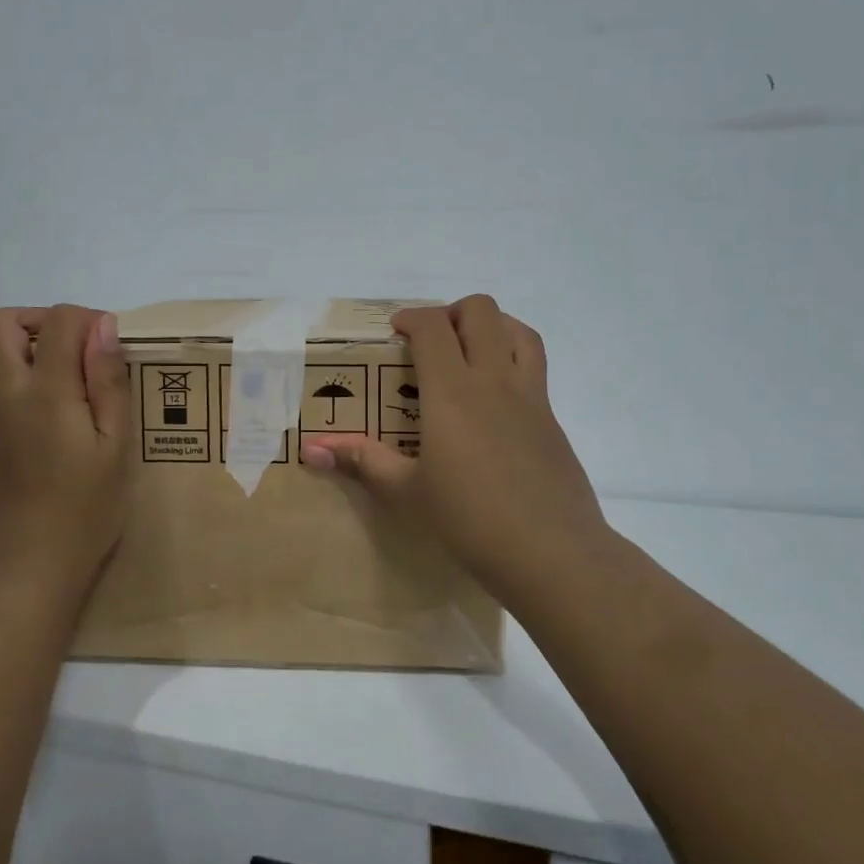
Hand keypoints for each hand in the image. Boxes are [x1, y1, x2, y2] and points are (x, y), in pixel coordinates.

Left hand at [0, 304, 133, 610]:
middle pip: (1, 324)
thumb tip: (102, 328)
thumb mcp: (116, 449)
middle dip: (40, 323)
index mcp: (44, 393)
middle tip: (77, 358)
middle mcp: (1, 398)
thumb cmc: (84, 515)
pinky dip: (16, 402)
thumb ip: (108, 383)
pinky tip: (43, 448)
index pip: (57, 320)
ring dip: (28, 364)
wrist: (20, 582)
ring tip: (66, 408)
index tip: (109, 348)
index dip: (87, 319)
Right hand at [300, 295, 609, 605]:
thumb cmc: (470, 519)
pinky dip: (513, 358)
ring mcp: (531, 396)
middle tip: (433, 343)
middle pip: (481, 311)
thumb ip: (362, 461)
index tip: (396, 331)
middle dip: (452, 312)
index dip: (412, 317)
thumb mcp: (408, 492)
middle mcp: (494, 380)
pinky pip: (535, 366)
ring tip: (471, 352)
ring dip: (492, 326)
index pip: (434, 327)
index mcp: (453, 391)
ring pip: (519, 330)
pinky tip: (496, 399)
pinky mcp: (552, 418)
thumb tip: (311, 450)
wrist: (551, 552)